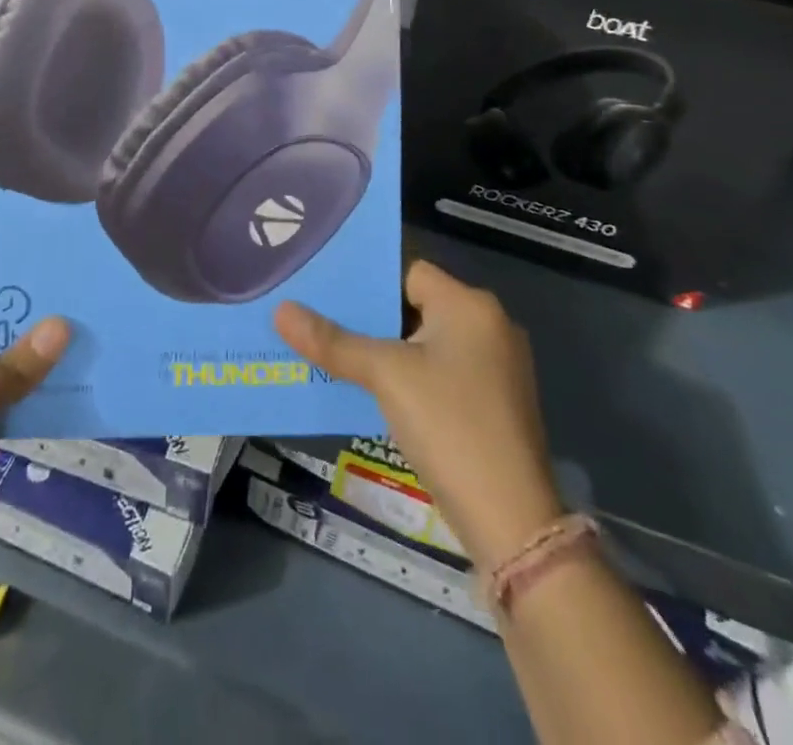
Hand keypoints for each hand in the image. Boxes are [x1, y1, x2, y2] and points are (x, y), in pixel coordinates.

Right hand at [274, 259, 562, 573]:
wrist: (511, 521)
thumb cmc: (449, 425)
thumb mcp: (385, 376)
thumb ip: (333, 342)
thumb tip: (280, 311)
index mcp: (470, 305)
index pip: (409, 271)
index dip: (369, 280)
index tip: (326, 291)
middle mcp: (490, 326)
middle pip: (416, 307)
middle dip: (371, 318)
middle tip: (321, 322)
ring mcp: (497, 367)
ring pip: (427, 344)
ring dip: (387, 351)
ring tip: (337, 356)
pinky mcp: (495, 403)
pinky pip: (441, 373)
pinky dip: (410, 378)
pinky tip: (374, 393)